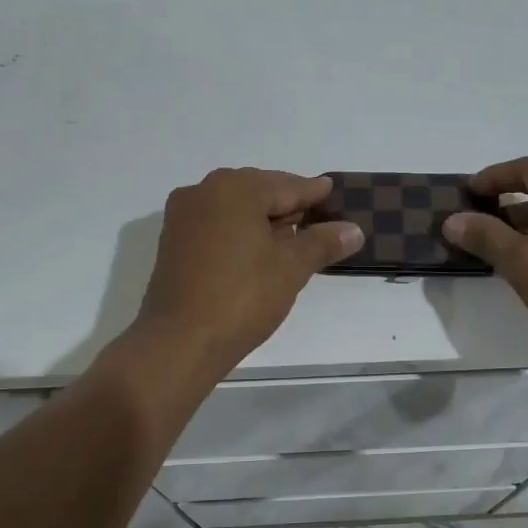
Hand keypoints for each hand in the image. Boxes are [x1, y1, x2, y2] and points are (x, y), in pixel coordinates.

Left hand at [134, 168, 362, 373]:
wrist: (180, 342)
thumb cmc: (242, 297)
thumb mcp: (291, 268)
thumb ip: (323, 242)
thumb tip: (354, 230)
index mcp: (234, 188)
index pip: (286, 185)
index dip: (313, 192)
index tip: (332, 191)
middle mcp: (203, 192)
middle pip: (258, 192)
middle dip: (287, 206)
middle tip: (317, 220)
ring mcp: (183, 217)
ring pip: (235, 209)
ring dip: (263, 221)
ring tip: (292, 239)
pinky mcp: (174, 243)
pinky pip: (216, 226)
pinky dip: (240, 233)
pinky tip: (258, 252)